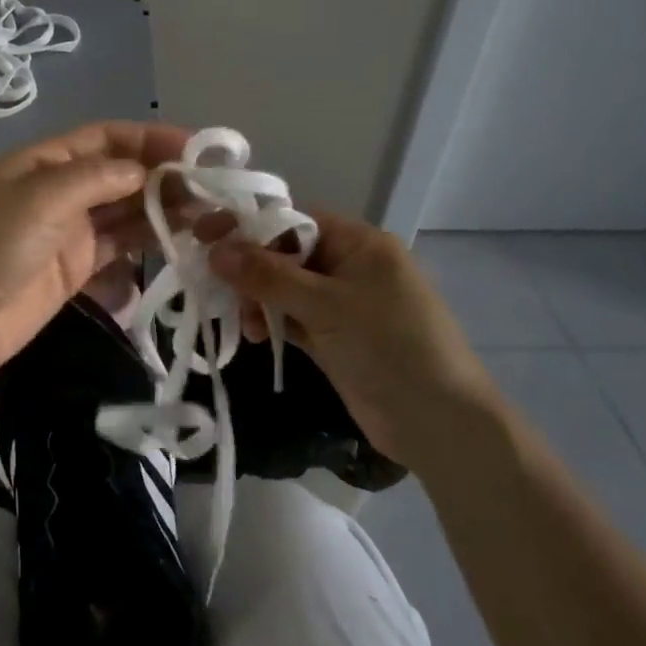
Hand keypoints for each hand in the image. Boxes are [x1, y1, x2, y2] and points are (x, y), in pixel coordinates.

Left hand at [0, 122, 190, 378]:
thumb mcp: (38, 199)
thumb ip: (94, 179)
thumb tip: (143, 171)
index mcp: (43, 162)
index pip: (105, 138)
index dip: (149, 137)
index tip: (197, 147)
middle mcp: (58, 190)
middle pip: (119, 172)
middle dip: (163, 173)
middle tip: (212, 186)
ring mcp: (67, 230)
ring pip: (123, 209)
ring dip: (162, 206)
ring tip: (208, 210)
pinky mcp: (74, 267)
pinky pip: (117, 244)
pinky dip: (146, 238)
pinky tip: (180, 237)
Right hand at [204, 210, 501, 474]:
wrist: (440, 424)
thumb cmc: (389, 347)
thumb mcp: (326, 306)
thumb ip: (268, 276)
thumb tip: (216, 250)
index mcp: (358, 243)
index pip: (293, 220)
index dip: (247, 226)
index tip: (205, 236)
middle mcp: (349, 266)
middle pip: (284, 253)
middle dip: (249, 268)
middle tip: (212, 284)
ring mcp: (342, 303)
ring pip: (284, 288)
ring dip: (257, 300)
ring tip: (243, 324)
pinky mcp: (334, 336)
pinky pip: (291, 317)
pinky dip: (270, 323)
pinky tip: (253, 336)